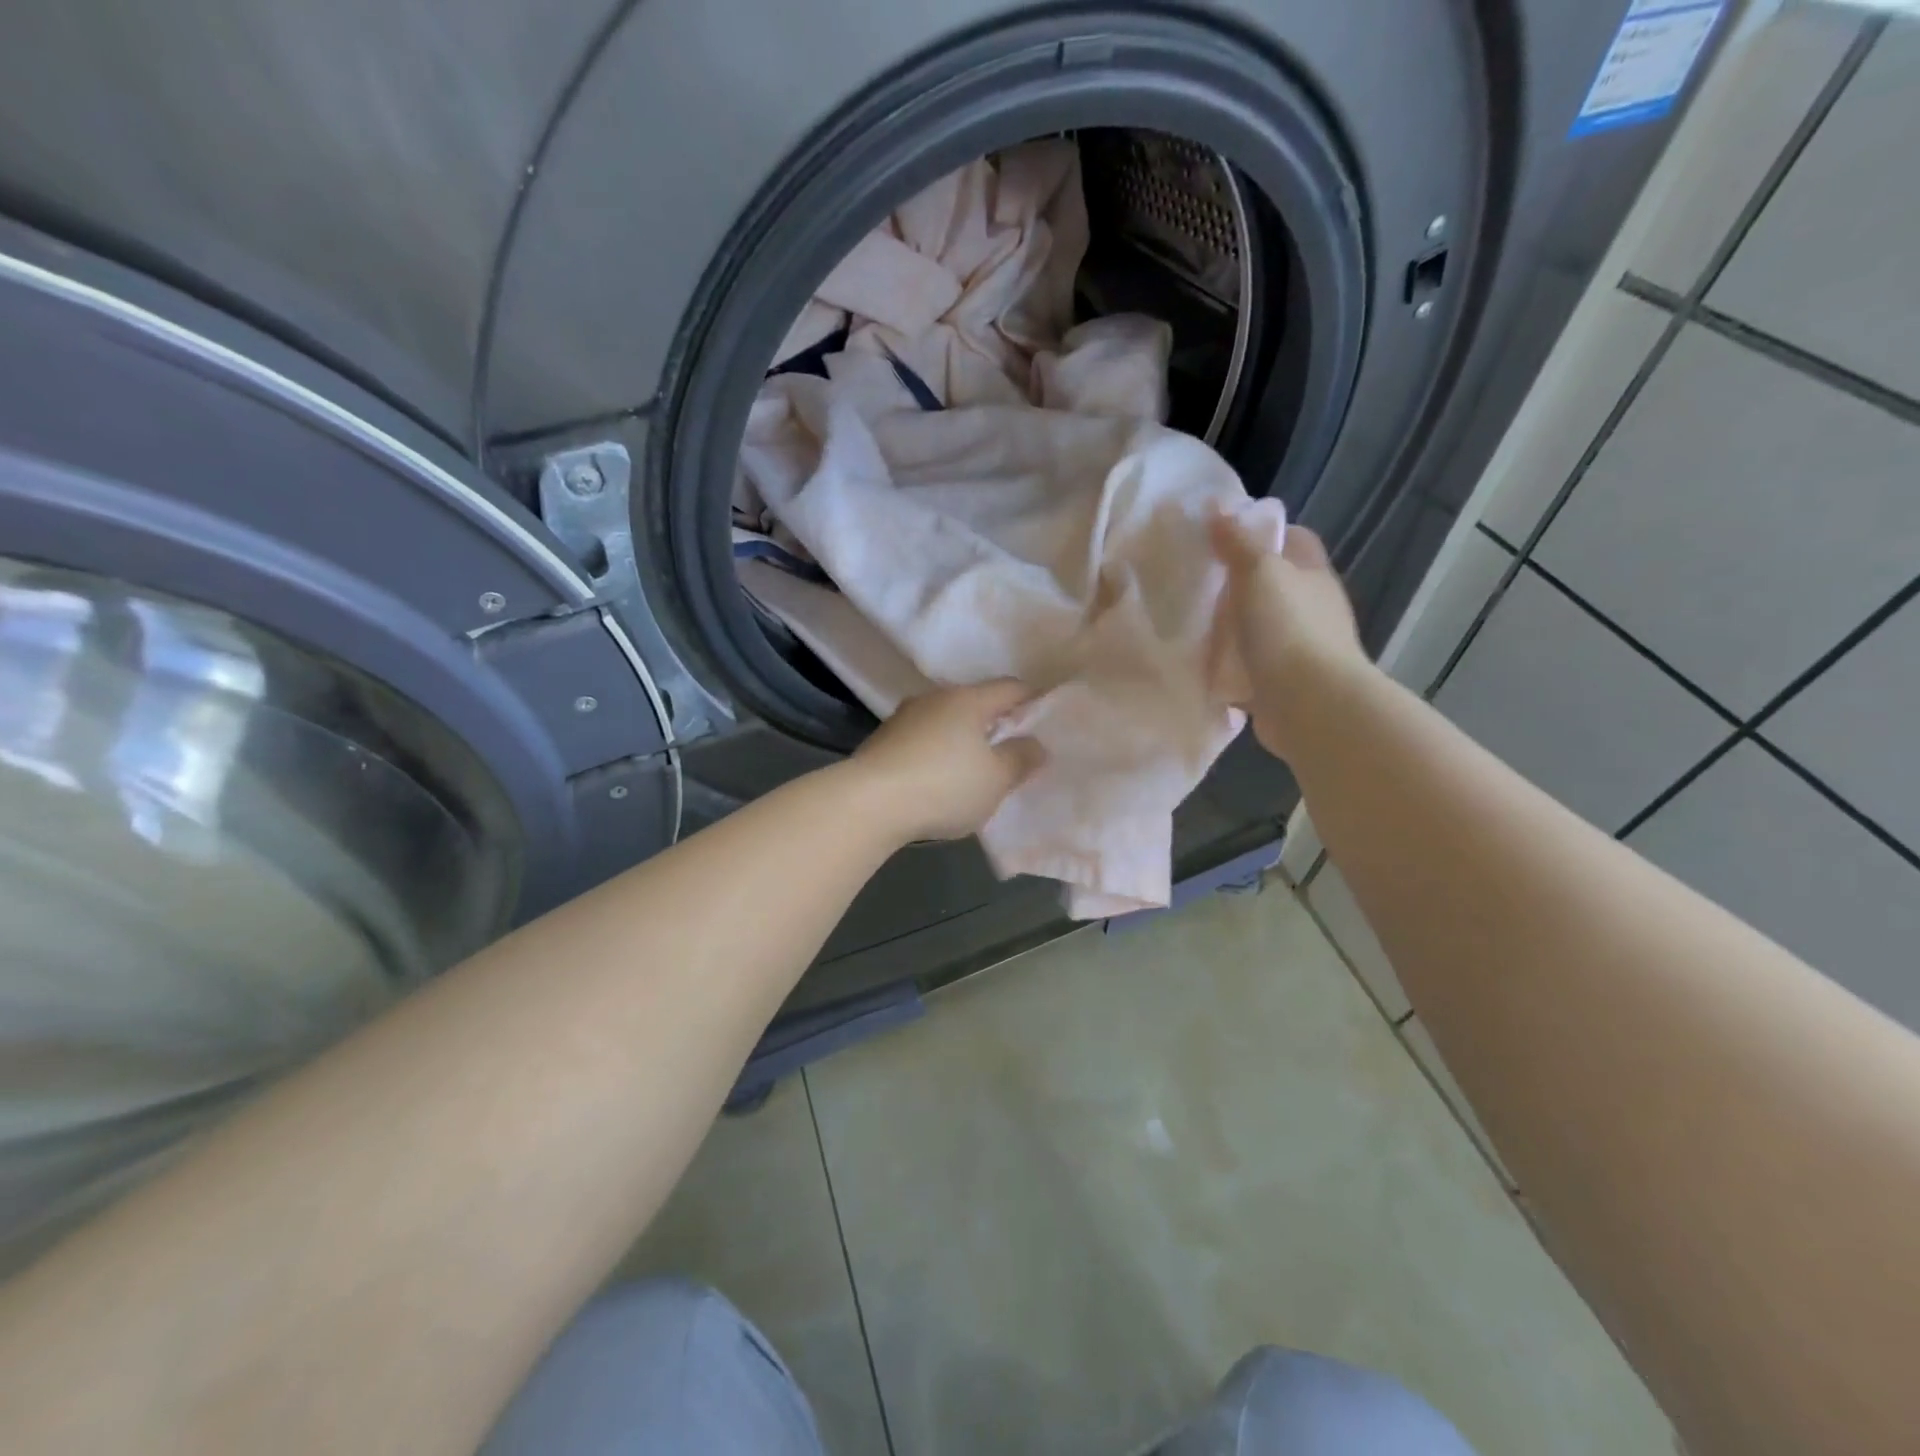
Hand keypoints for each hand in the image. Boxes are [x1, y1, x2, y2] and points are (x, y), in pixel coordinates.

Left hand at [847, 680, 1045, 843]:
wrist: (868, 803)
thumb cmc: (944, 786)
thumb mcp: (996, 779)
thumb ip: (1021, 759)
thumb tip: (1036, 743)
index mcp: (968, 699)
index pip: (1011, 688)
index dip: (1034, 701)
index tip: (1047, 720)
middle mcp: (935, 698)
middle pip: (976, 703)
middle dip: (996, 722)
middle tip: (1014, 748)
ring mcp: (904, 717)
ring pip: (947, 721)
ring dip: (964, 738)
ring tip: (976, 766)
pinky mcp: (883, 740)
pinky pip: (923, 739)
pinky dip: (938, 752)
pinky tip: (939, 777)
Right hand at [1211, 512, 1370, 760]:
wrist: (1310, 705)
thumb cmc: (1287, 629)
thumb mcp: (1259, 573)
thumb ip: (1237, 542)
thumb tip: (1218, 509)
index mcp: (1313, 576)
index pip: (1294, 539)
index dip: (1263, 533)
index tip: (1223, 538)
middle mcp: (1314, 610)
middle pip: (1277, 586)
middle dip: (1242, 584)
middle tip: (1198, 584)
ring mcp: (1302, 651)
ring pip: (1264, 629)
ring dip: (1236, 629)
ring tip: (1194, 627)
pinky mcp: (1285, 686)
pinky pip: (1253, 670)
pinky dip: (1232, 669)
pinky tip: (1204, 668)